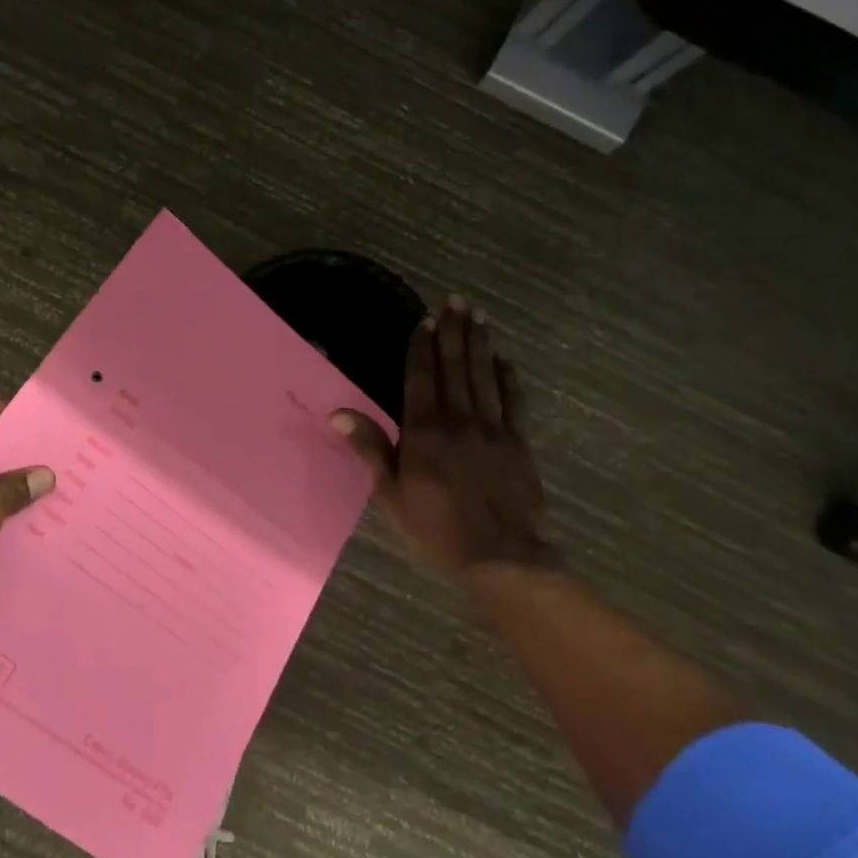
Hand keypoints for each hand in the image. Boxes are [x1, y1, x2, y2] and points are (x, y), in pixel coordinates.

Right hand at [331, 297, 557, 585]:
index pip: (421, 377)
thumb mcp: (391, 495)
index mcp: (424, 431)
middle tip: (456, 301)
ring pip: (484, 376)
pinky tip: (504, 359)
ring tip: (477, 316)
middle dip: (454, 332)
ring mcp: (492, 429)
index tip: (426, 320)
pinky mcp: (518, 442)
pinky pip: (513, 402)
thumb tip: (338, 413)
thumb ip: (370, 449)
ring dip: (480, 343)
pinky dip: (508, 377)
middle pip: (455, 367)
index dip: (422, 347)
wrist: (501, 557)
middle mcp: (458, 420)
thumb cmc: (436, 528)